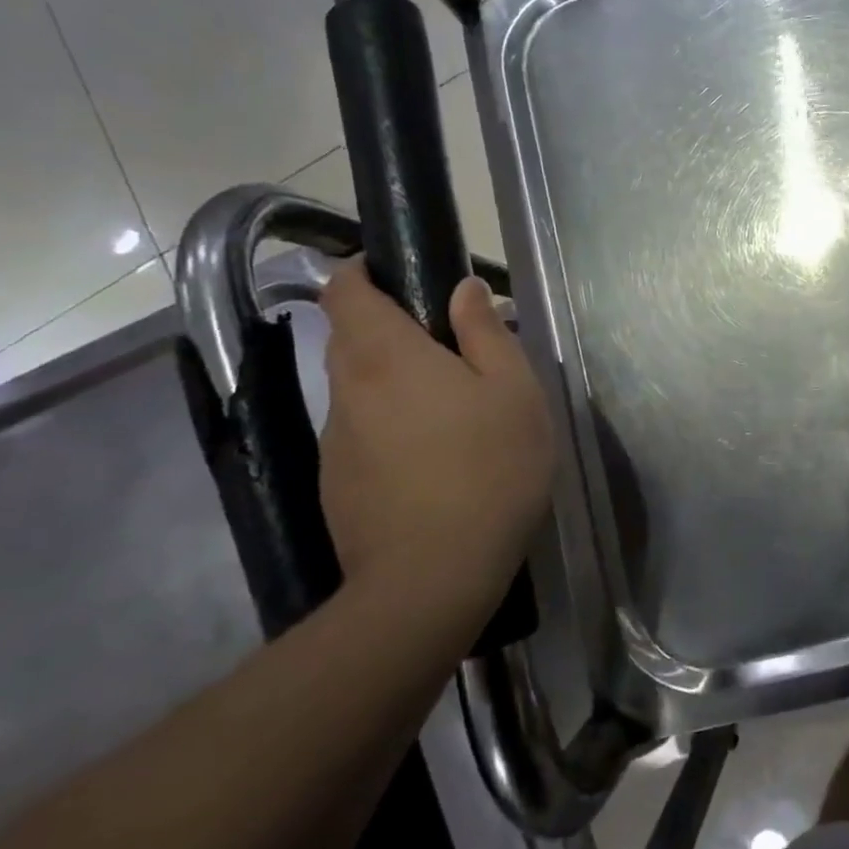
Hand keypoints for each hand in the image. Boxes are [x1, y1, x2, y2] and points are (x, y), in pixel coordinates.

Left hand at [318, 258, 555, 623]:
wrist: (432, 576)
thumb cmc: (488, 469)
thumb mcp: (514, 392)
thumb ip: (486, 333)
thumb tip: (465, 290)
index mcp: (385, 355)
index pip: (343, 289)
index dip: (362, 272)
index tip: (401, 276)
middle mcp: (347, 389)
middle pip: (349, 336)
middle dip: (389, 328)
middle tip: (450, 349)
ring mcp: (334, 440)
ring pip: (356, 388)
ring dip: (392, 382)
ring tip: (450, 411)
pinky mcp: (335, 482)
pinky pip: (360, 432)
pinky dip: (388, 426)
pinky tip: (432, 460)